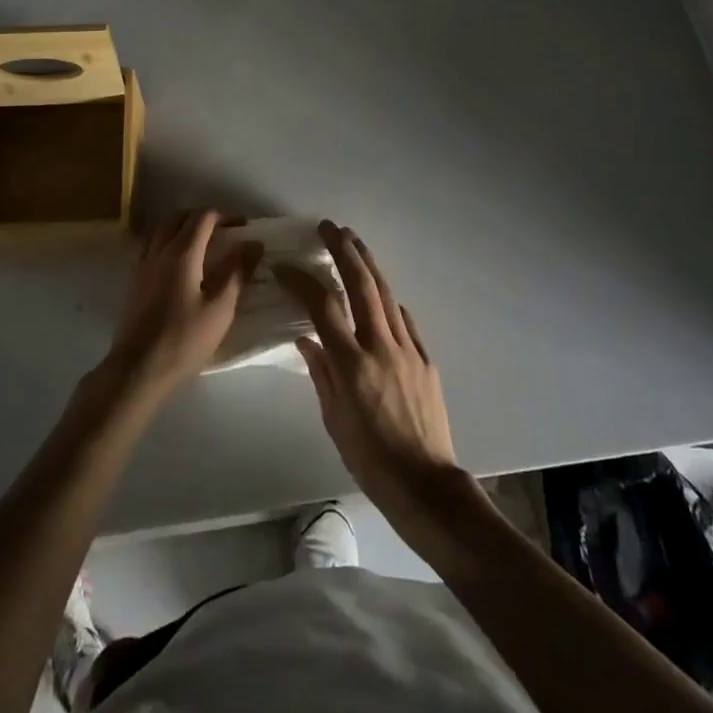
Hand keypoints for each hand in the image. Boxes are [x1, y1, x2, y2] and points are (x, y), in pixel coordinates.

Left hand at [101, 211, 260, 400]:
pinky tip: (176, 261)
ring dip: (182, 225)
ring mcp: (142, 264)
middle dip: (202, 217)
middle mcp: (159, 250)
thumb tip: (253, 243)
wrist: (138, 369)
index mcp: (182, 253)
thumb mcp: (220, 309)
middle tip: (223, 231)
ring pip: (161, 228)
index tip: (242, 226)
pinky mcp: (134, 279)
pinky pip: (150, 244)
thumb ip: (237, 272)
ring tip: (200, 242)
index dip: (224, 216)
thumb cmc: (184, 340)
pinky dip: (166, 239)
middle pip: (179, 217)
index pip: (203, 217)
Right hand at [277, 223, 467, 540]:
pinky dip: (388, 300)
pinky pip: (404, 319)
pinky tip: (380, 293)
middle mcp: (381, 347)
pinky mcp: (426, 359)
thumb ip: (320, 373)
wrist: (427, 485)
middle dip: (344, 251)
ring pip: (386, 294)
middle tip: (329, 227)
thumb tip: (306, 338)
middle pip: (361, 286)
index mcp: (352, 365)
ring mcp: (408, 349)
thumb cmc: (371, 461)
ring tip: (353, 240)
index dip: (302, 281)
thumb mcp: (335, 421)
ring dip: (368, 263)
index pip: (323, 308)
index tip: (285, 266)